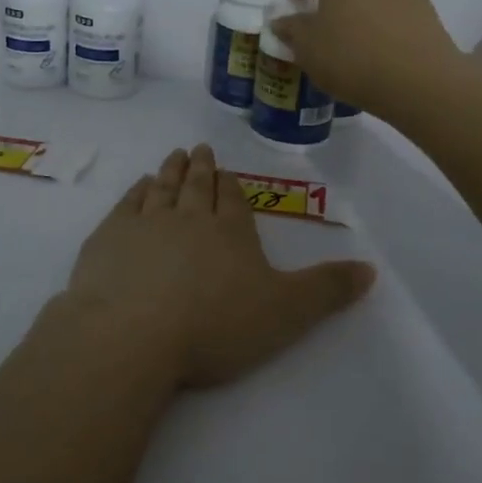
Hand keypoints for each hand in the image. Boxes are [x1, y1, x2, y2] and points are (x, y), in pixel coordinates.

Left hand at [58, 144, 374, 388]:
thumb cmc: (215, 325)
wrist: (134, 333)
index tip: (226, 172)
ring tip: (174, 156)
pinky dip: (136, 191)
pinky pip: (127, 204)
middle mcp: (189, 217)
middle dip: (201, 168)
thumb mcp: (286, 313)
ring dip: (170, 171)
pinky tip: (139, 186)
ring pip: (163, 188)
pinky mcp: (109, 237)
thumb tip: (372, 269)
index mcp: (230, 232)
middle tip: (199, 149)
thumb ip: (327, 290)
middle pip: (197, 186)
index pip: (233, 199)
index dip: (231, 185)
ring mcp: (145, 223)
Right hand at [269, 0, 463, 114]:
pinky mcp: (427, 10)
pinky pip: (396, 8)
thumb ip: (292, 30)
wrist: (420, 81)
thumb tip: (283, 21)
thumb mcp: (308, 49)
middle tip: (325, 20)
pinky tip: (380, 48)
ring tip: (355, 36)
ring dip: (362, 5)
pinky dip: (384, 21)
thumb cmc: (352, 58)